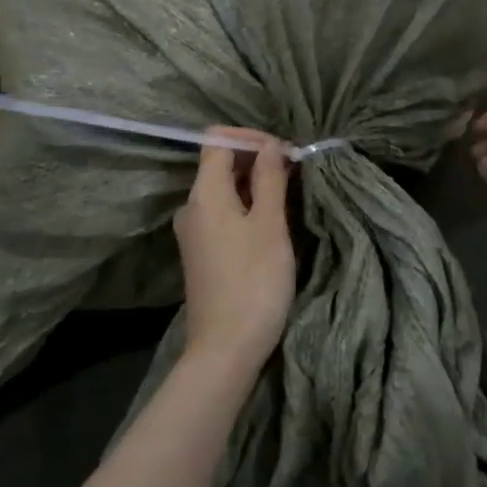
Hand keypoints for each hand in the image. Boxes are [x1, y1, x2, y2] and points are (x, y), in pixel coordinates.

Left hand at [174, 129, 295, 374]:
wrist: (225, 349)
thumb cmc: (253, 282)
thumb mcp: (270, 225)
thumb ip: (270, 179)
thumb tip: (270, 146)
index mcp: (204, 193)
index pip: (217, 140)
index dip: (252, 137)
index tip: (285, 152)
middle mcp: (192, 206)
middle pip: (219, 162)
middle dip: (257, 157)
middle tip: (295, 169)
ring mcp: (195, 231)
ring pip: (223, 189)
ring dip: (254, 182)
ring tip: (289, 190)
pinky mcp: (202, 251)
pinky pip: (223, 212)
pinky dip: (247, 204)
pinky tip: (272, 217)